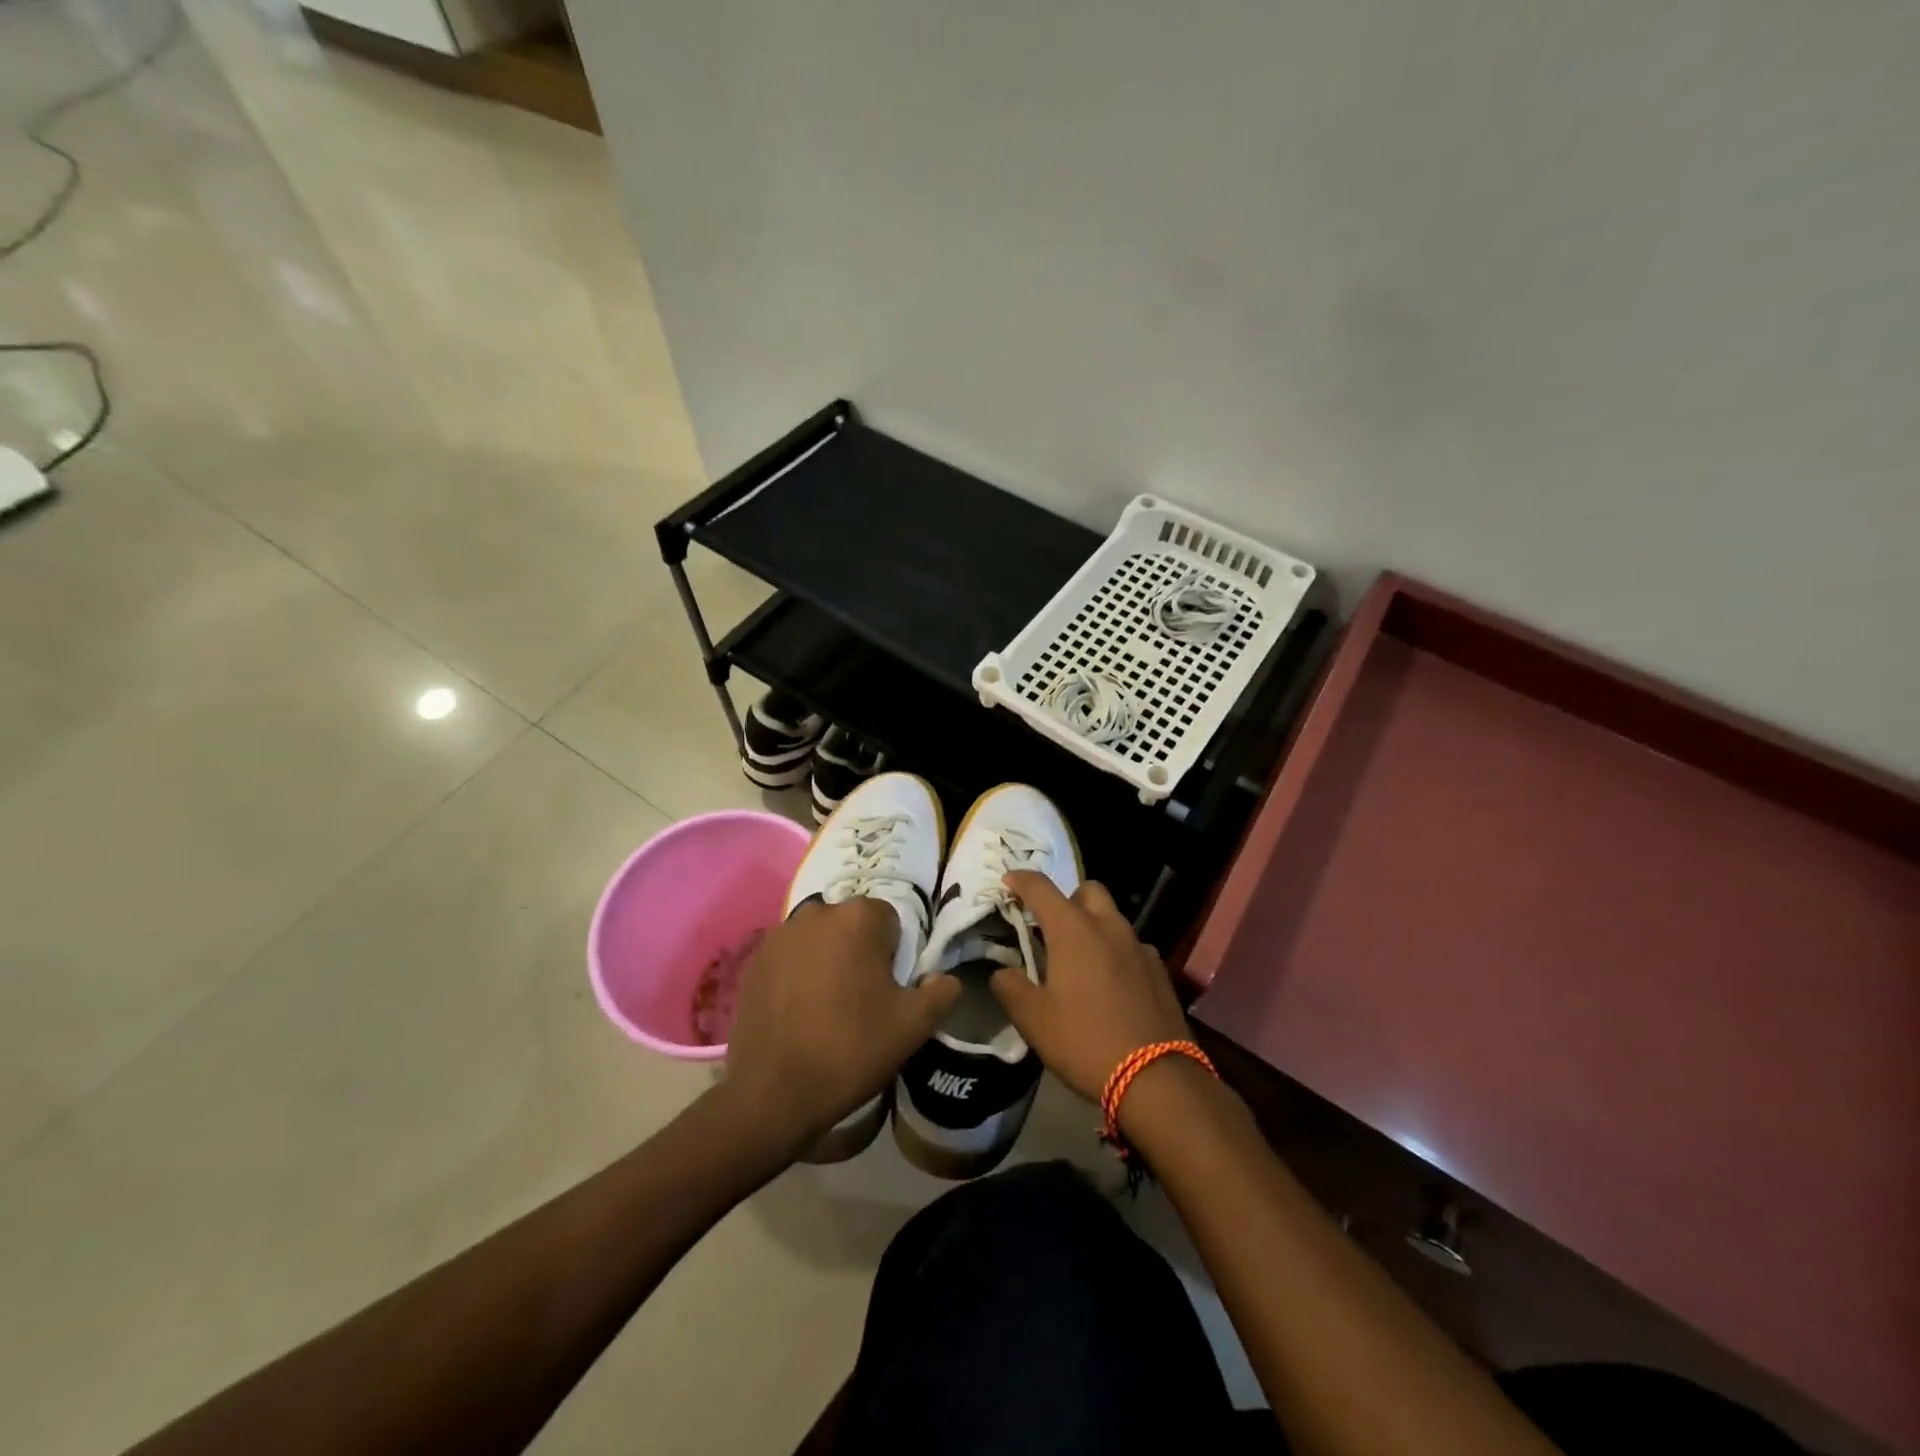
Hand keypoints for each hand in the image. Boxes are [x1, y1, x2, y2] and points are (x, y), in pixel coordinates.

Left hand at [722, 898, 958, 1152]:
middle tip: (861, 998)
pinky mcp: (751, 961)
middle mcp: (816, 912)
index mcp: (858, 917)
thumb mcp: (914, 1026)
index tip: (889, 988)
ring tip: (826, 1006)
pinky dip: (795, 974)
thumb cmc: (852, 1048)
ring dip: (825, 959)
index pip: (889, 920)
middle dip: (858, 951)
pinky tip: (796, 1012)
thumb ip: (941, 992)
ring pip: (817, 939)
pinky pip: (787, 958)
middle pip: (850, 925)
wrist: (775, 1092)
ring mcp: (778, 935)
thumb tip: (944, 979)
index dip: (894, 954)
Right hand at [988, 872, 1190, 1104]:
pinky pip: (1131, 946)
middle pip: (1087, 890)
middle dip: (1067, 899)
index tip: (1008, 882)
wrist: (1156, 1078)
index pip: (1041, 888)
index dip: (1021, 880)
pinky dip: (1115, 952)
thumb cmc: (1085, 1041)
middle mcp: (1108, 926)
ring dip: (1093, 926)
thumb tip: (1002, 972)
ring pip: (1112, 918)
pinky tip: (1110, 984)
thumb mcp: (1033, 1020)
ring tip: (1079, 960)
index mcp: (1073, 930)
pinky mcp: (1159, 970)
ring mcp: (1139, 946)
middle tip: (1050, 927)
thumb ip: (1011, 988)